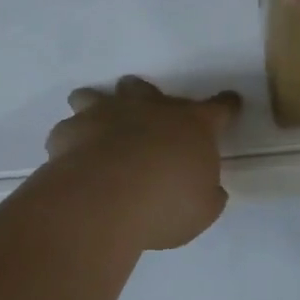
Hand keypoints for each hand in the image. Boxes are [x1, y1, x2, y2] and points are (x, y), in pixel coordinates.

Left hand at [45, 76, 241, 249]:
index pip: (219, 108)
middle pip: (147, 89)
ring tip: (96, 122)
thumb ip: (207, 194)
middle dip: (145, 97)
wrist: (105, 200)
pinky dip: (71, 140)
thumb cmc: (166, 203)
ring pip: (98, 96)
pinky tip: (71, 156)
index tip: (231, 102)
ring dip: (99, 105)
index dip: (226, 106)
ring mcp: (106, 114)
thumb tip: (208, 189)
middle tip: (145, 111)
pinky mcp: (70, 132)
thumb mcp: (202, 209)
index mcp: (191, 124)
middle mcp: (149, 109)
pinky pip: (68, 129)